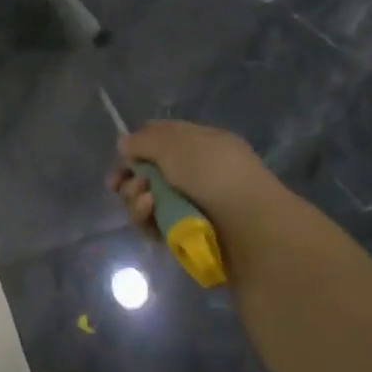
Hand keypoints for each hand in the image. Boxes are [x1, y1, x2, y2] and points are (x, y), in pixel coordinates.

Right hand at [107, 120, 288, 276]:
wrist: (250, 228)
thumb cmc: (215, 174)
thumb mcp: (175, 144)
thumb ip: (143, 141)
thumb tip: (124, 145)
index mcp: (200, 144)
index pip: (160, 138)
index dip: (136, 145)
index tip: (122, 155)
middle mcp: (194, 173)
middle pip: (146, 172)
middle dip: (130, 177)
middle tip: (121, 183)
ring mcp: (188, 205)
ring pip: (145, 199)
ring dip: (135, 198)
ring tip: (146, 201)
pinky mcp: (183, 233)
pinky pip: (153, 224)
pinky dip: (146, 218)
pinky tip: (151, 214)